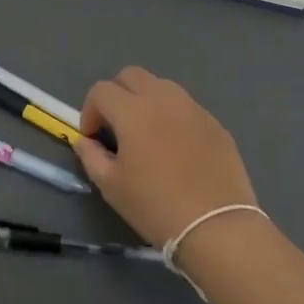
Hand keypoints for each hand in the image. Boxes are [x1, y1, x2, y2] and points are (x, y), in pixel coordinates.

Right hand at [77, 67, 258, 247]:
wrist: (217, 227)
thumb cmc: (156, 207)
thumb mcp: (111, 186)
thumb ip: (91, 156)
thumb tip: (86, 141)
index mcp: (133, 111)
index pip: (101, 91)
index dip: (90, 111)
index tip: (93, 137)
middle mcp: (163, 98)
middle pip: (131, 75)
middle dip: (116, 94)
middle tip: (116, 126)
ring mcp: (193, 108)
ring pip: (161, 86)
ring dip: (146, 100)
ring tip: (147, 134)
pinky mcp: (215, 123)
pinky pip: (186, 107)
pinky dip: (173, 116)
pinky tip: (177, 148)